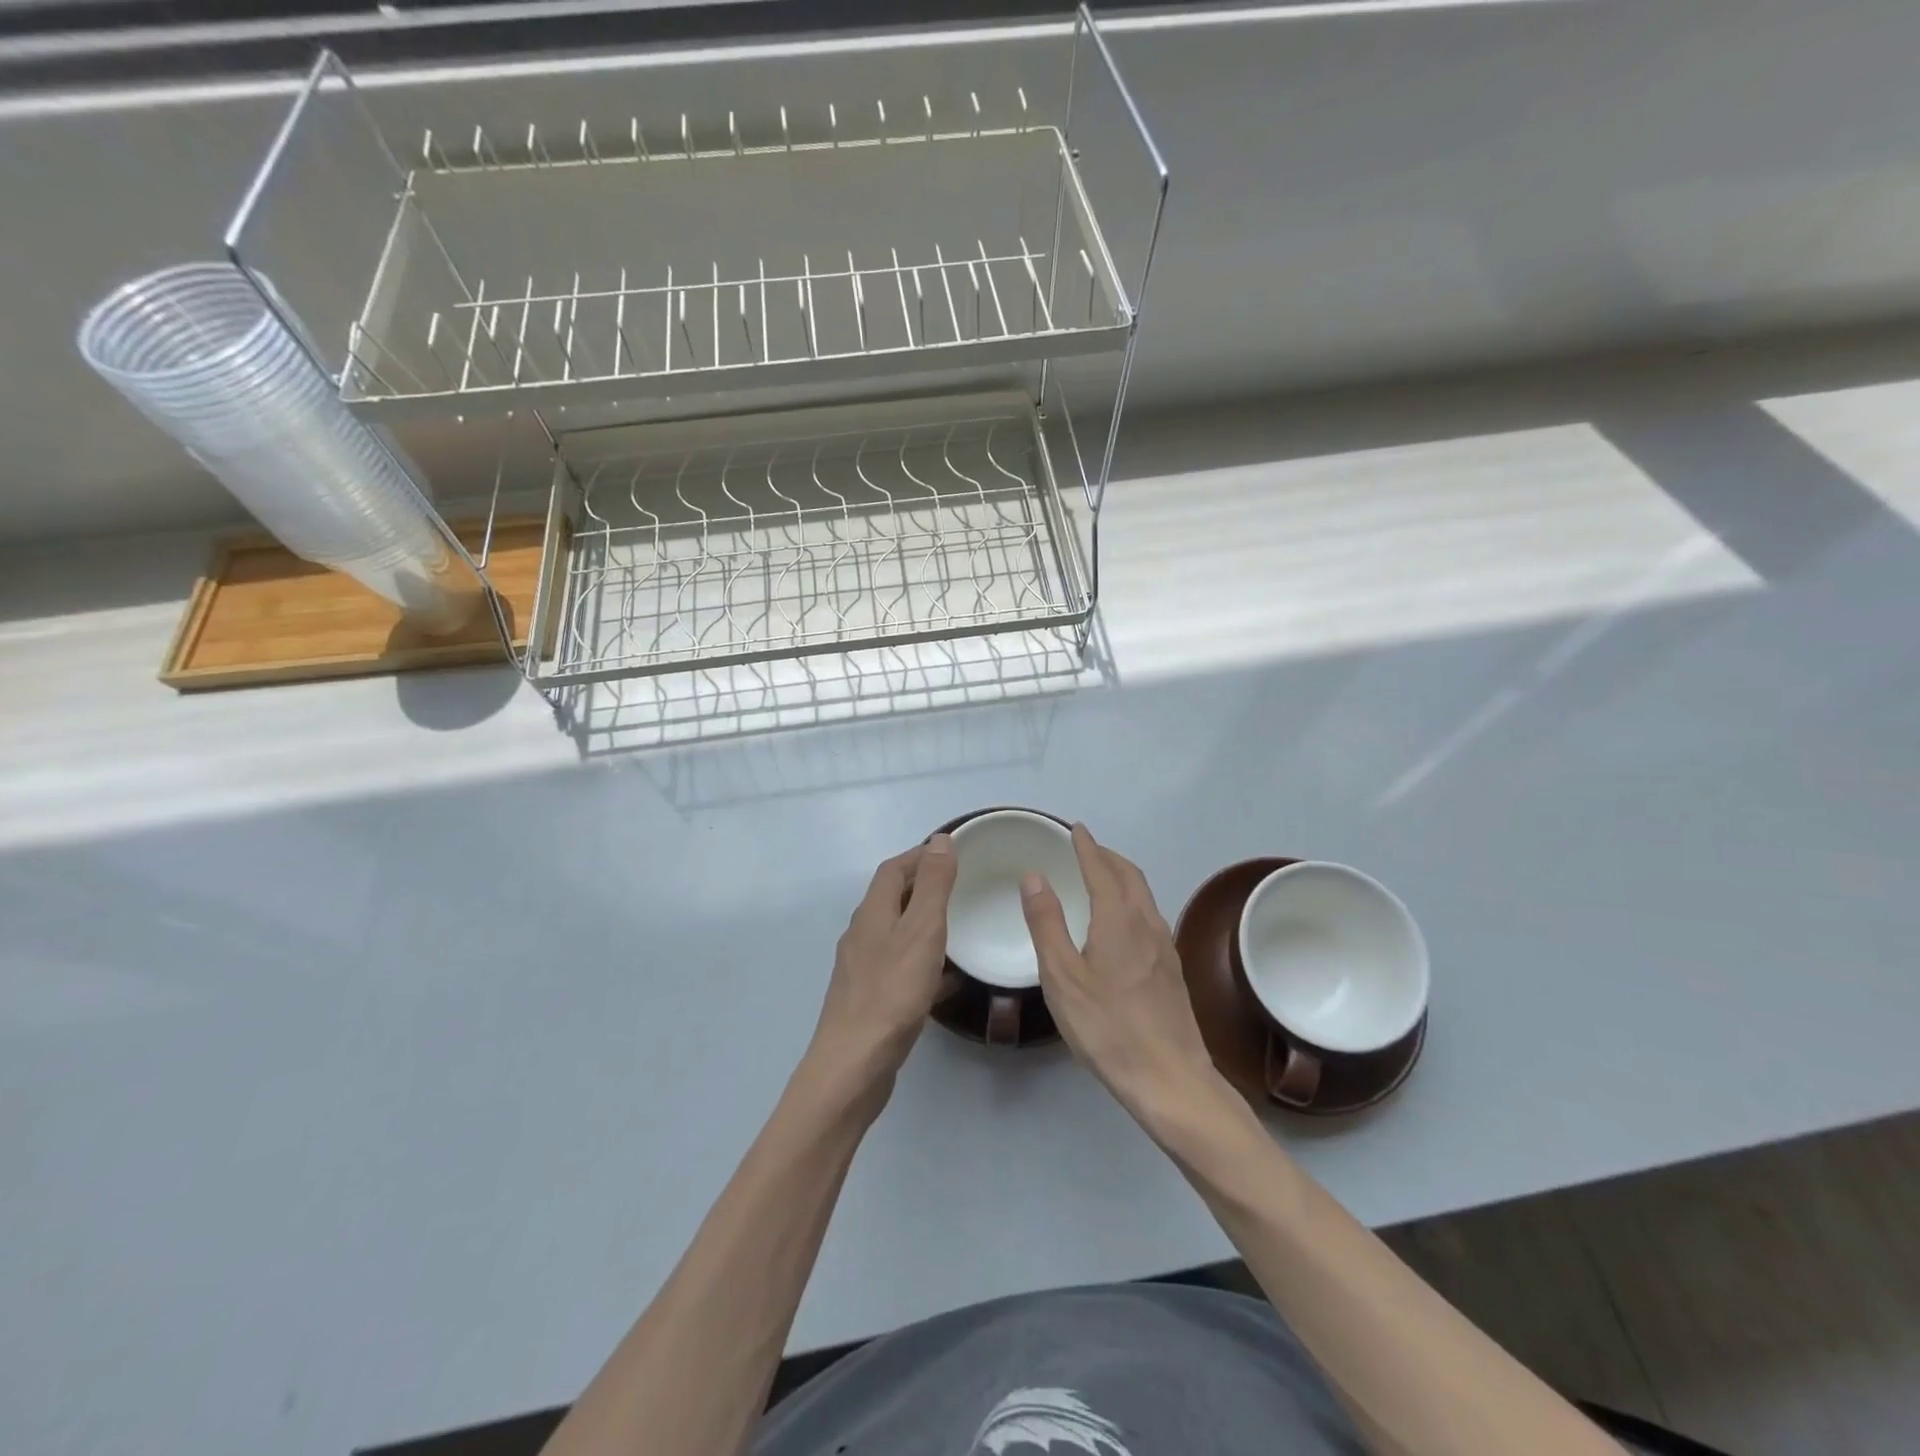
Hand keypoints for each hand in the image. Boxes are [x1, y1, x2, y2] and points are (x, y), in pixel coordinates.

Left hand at [806, 835, 957, 1105]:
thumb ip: (933, 886)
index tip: (950, 851)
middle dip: (921, 885)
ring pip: (895, 934)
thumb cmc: (892, 992)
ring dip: (921, 922)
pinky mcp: (869, 999)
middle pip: (890, 899)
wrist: (854, 1064)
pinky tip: (945, 978)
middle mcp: (861, 935)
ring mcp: (862, 969)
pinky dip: (921, 960)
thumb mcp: (922, 931)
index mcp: (872, 913)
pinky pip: (899, 966)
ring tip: (956, 925)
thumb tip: (940, 840)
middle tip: (958, 885)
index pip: (893, 870)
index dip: (919, 855)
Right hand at [1020, 825, 1224, 1126]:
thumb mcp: (1062, 976)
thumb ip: (1046, 923)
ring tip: (1101, 878)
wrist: (1169, 1078)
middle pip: (1130, 876)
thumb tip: (1034, 876)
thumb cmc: (1107, 1026)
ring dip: (1122, 877)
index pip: (1102, 869)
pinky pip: (1149, 916)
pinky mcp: (1172, 969)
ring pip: (1144, 896)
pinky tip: (1121, 922)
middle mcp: (1147, 923)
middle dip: (1108, 857)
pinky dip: (1131, 900)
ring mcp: (1165, 946)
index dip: (1088, 846)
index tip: (1077, 829)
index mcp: (1118, 919)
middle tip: (1086, 849)